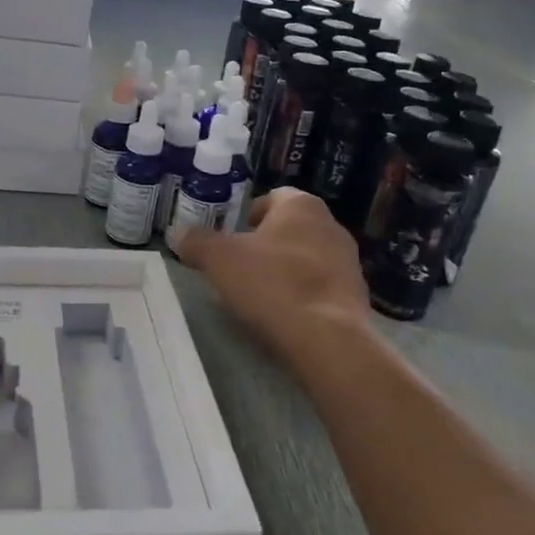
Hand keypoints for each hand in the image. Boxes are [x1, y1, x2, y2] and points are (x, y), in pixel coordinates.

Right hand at [178, 189, 368, 373]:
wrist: (328, 338)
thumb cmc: (272, 283)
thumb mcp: (219, 259)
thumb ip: (196, 242)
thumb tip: (178, 234)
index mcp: (301, 205)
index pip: (273, 197)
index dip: (249, 214)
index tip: (233, 238)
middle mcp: (331, 225)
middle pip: (291, 227)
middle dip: (267, 243)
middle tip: (241, 265)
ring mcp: (349, 261)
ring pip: (307, 256)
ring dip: (287, 269)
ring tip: (262, 293)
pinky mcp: (357, 295)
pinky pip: (322, 286)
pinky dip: (304, 294)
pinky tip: (286, 314)